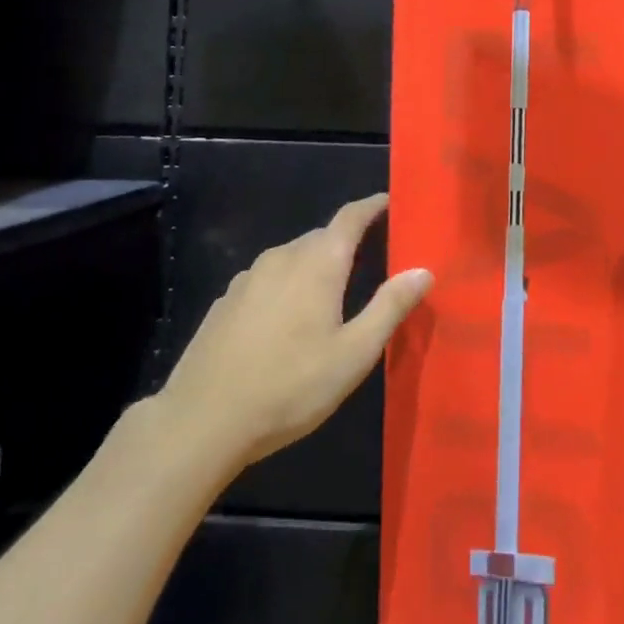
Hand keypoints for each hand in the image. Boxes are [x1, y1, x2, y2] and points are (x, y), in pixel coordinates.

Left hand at [152, 194, 432, 469]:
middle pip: (322, 237)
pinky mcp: (226, 301)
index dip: (372, 206)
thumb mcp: (353, 354)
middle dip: (347, 242)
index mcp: (318, 263)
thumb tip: (423, 270)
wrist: (201, 421)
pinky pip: (268, 279)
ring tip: (332, 294)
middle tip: (372, 261)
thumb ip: (390, 307)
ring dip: (315, 265)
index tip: (390, 202)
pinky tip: (287, 321)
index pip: (350, 217)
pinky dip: (287, 285)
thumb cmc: (289, 387)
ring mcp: (248, 277)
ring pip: (292, 257)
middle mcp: (282, 257)